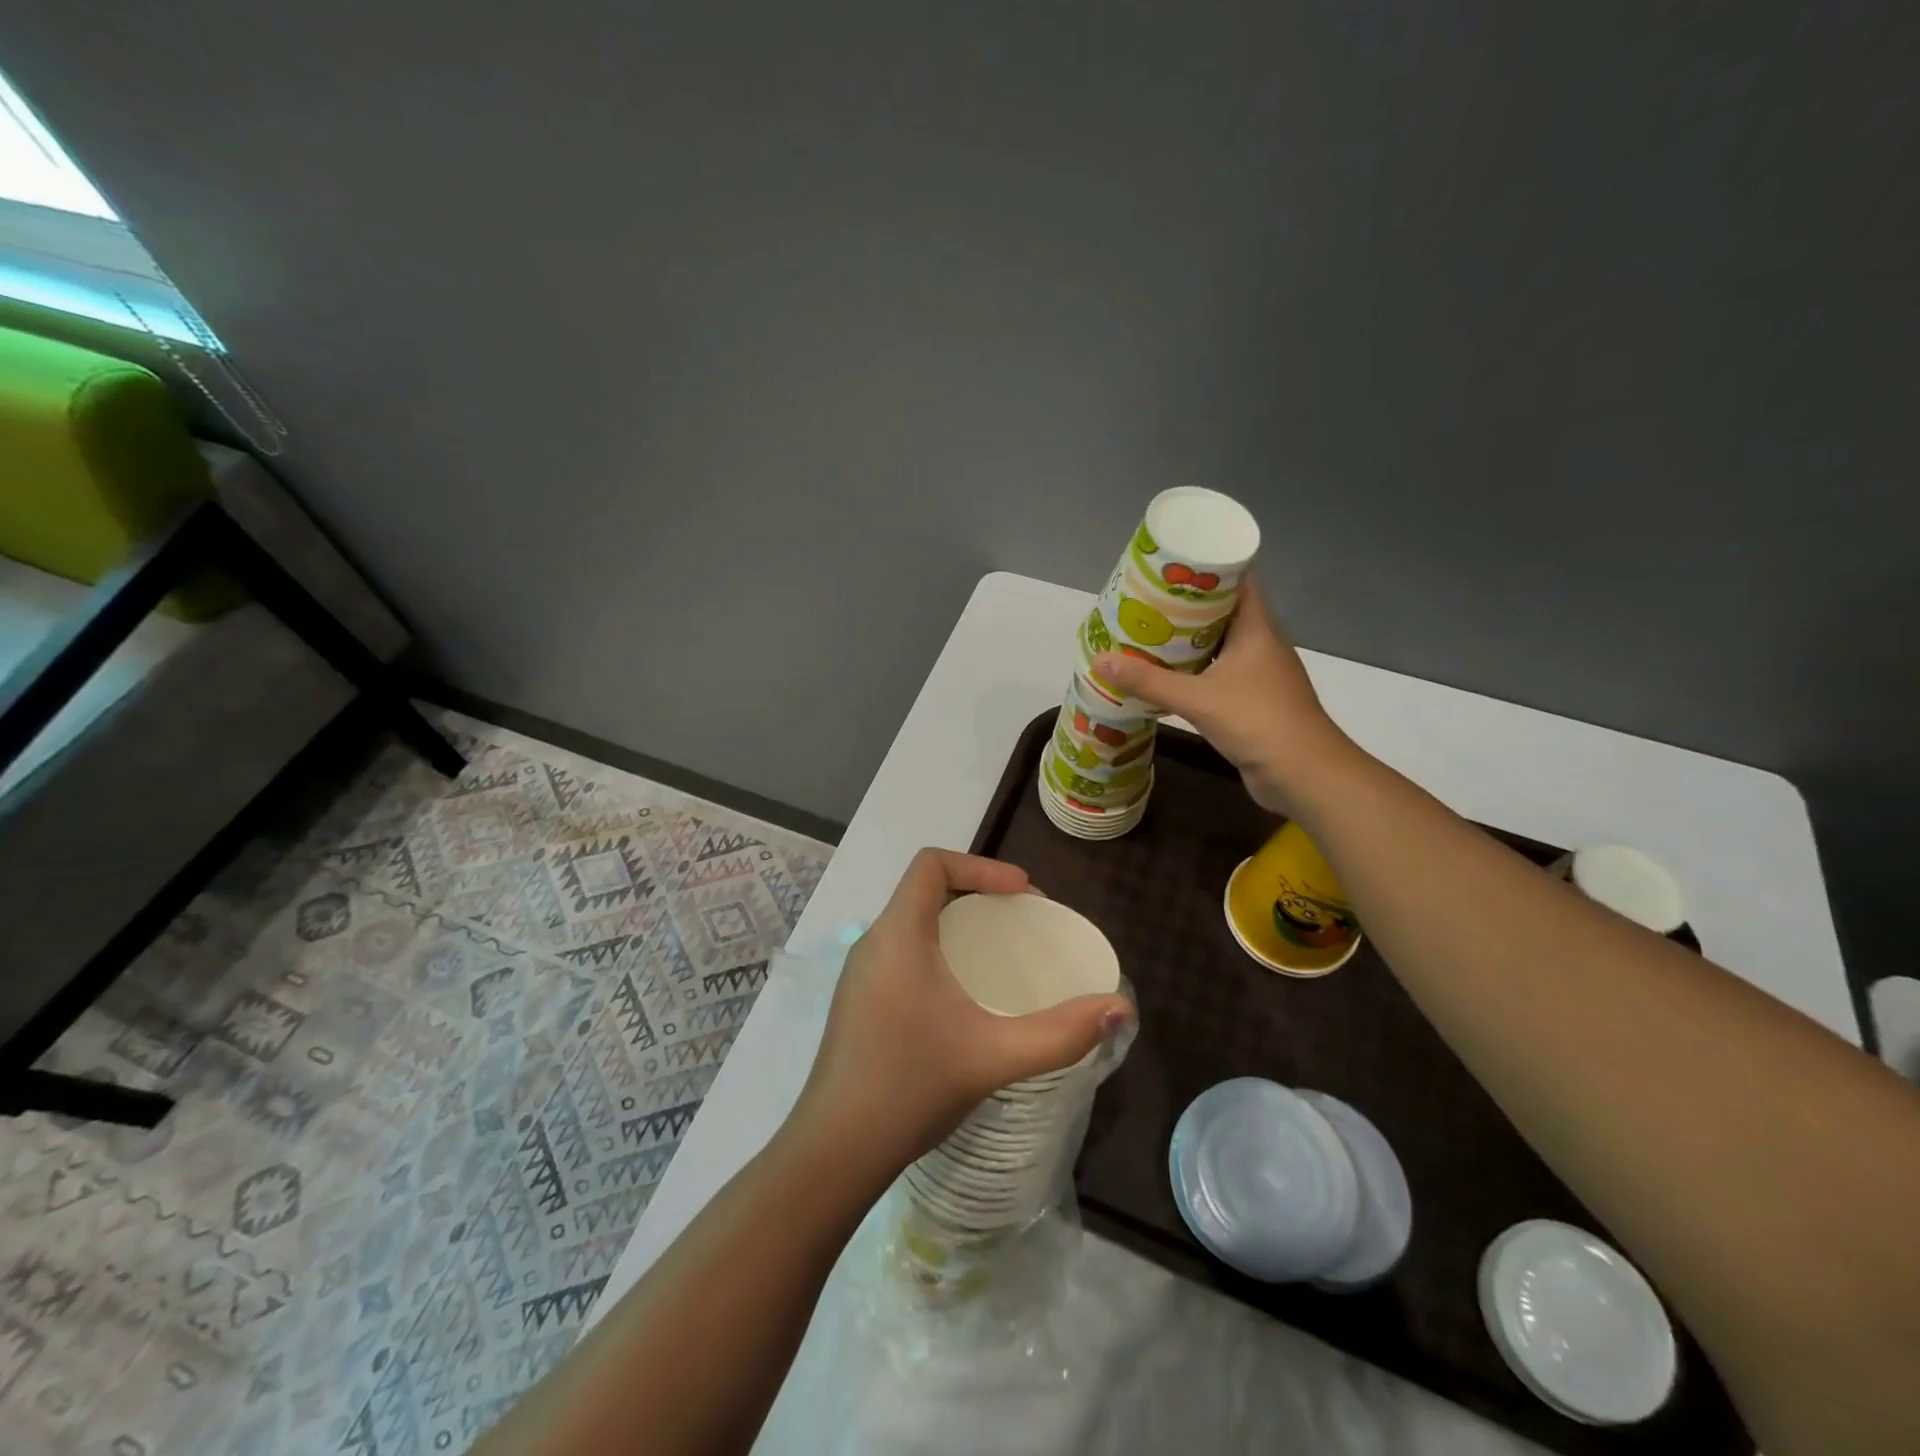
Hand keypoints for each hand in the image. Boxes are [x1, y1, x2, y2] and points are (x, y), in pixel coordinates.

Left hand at [790, 849, 1134, 1185]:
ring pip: (913, 921)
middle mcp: (874, 943)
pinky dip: (939, 950)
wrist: (835, 1151)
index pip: (932, 863)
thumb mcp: (994, 1056)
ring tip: (1000, 954)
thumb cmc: (911, 1088)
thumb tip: (1120, 1009)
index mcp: (898, 935)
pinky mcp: (859, 1000)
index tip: (1023, 895)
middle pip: (925, 889)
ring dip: (957, 923)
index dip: (982, 866)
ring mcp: (861, 973)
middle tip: (1021, 922)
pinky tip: (965, 995)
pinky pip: (903, 950)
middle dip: (978, 893)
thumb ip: (1061, 1033)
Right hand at [1094, 578, 1354, 815]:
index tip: (1172, 563)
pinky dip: (1196, 669)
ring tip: (1150, 633)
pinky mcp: (1254, 700)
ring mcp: (1260, 674)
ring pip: (1221, 644)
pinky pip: (1220, 673)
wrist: (1304, 774)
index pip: (1238, 580)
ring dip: (1189, 640)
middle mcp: (1261, 644)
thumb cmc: (1257, 721)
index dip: (1208, 567)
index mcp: (1257, 628)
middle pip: (1224, 611)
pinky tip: (1168, 675)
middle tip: (1147, 601)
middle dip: (1187, 605)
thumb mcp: (1197, 698)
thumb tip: (1100, 660)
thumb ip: (1149, 681)